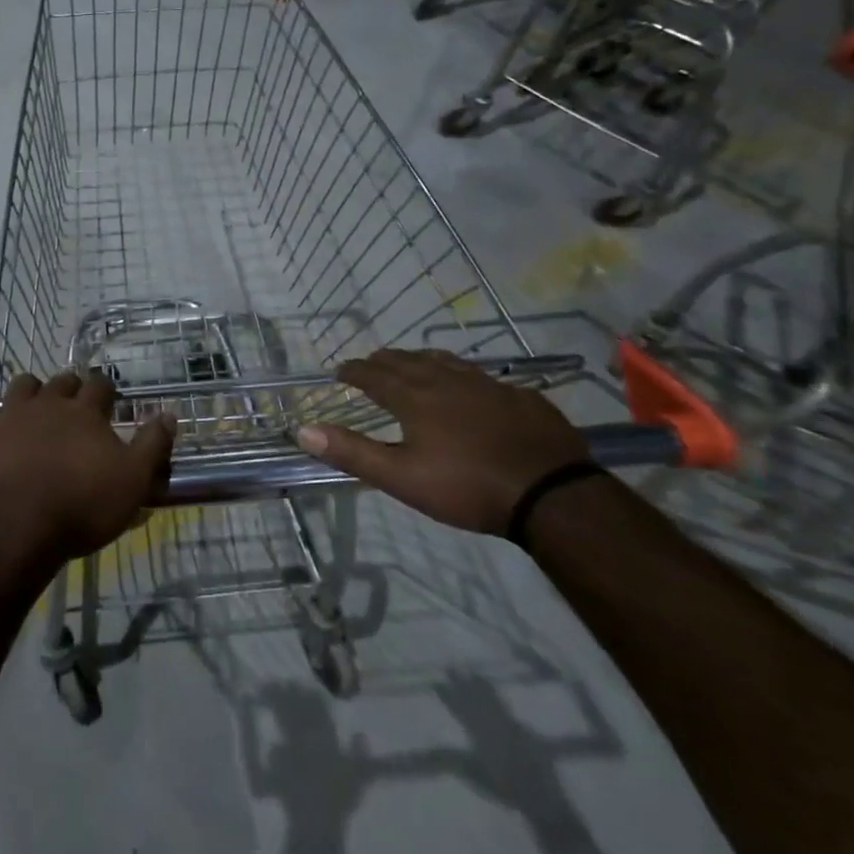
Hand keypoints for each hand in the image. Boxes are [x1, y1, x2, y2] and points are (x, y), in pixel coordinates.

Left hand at [0, 371, 175, 560]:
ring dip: (31, 392)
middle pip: (60, 382)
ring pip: (21, 387)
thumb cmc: (81, 505)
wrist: (13, 528)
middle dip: (70, 388)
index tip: (109, 398)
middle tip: (74, 403)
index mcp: (84, 412)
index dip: (106, 390)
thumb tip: (169, 415)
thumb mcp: (132, 481)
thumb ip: (152, 445)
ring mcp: (9, 418)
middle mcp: (46, 405)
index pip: (99, 385)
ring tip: (34, 409)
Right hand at [295, 349, 587, 535]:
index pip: (375, 375)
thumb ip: (352, 452)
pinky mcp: (519, 396)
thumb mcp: (401, 477)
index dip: (355, 371)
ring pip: (445, 361)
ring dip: (421, 360)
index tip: (340, 370)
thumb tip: (302, 430)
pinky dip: (460, 374)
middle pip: (408, 361)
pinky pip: (480, 375)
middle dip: (384, 361)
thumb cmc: (467, 487)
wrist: (551, 494)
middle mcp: (446, 381)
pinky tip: (469, 387)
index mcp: (415, 397)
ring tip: (413, 363)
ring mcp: (487, 385)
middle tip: (371, 363)